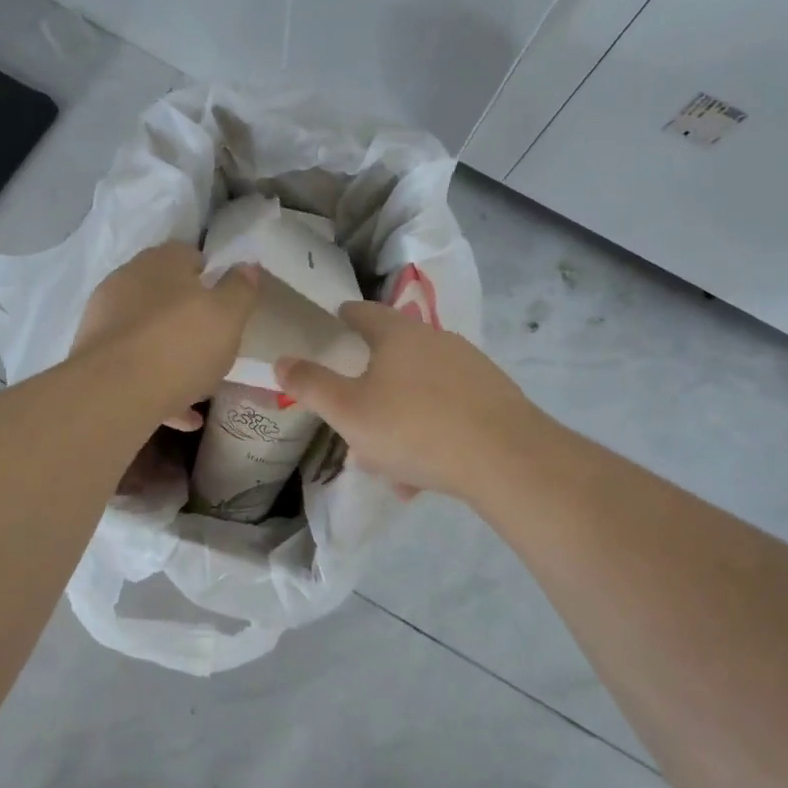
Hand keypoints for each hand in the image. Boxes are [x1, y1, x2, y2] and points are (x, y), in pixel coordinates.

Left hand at [70, 243, 258, 428]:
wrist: (114, 392)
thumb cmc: (181, 344)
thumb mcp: (228, 316)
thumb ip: (240, 289)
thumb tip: (246, 267)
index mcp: (162, 261)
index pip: (189, 256)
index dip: (211, 278)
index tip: (226, 306)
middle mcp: (128, 280)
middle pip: (166, 295)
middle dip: (189, 317)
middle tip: (214, 345)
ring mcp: (105, 317)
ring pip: (149, 333)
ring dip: (173, 355)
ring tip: (200, 387)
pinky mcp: (92, 355)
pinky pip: (134, 365)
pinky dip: (157, 384)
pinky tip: (182, 415)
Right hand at [275, 302, 539, 502]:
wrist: (505, 458)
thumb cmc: (413, 427)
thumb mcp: (348, 412)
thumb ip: (311, 385)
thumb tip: (282, 359)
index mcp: (398, 335)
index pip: (363, 313)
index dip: (343, 318)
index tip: (332, 325)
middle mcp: (436, 340)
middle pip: (393, 354)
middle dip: (370, 384)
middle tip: (354, 414)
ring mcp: (470, 367)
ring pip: (420, 390)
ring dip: (400, 417)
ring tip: (389, 463)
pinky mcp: (494, 397)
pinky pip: (448, 412)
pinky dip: (431, 434)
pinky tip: (424, 475)